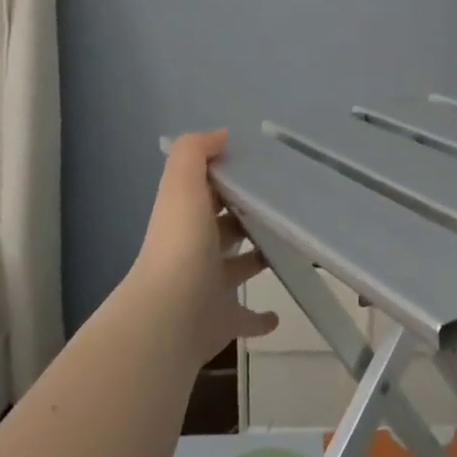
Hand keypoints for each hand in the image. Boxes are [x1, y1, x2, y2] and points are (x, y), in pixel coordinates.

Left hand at [130, 130, 278, 367]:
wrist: (169, 317)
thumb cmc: (181, 245)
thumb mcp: (182, 185)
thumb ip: (195, 152)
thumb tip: (219, 135)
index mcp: (185, 217)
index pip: (206, 190)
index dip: (227, 177)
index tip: (263, 167)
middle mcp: (194, 250)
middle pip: (223, 228)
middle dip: (245, 217)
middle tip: (284, 205)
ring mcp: (207, 288)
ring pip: (235, 268)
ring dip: (256, 258)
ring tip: (287, 246)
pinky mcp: (222, 321)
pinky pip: (244, 318)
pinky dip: (260, 317)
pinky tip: (277, 315)